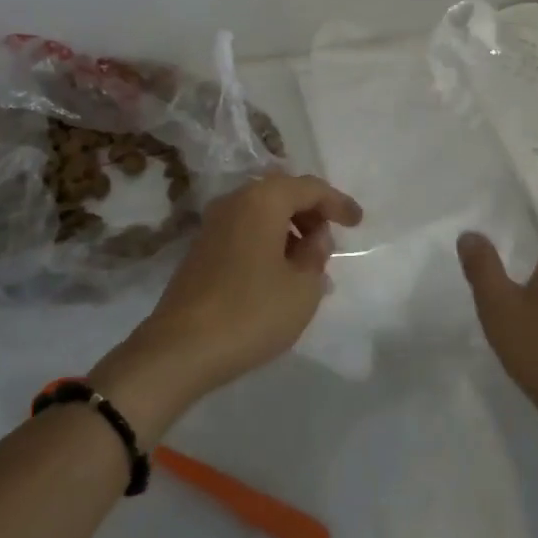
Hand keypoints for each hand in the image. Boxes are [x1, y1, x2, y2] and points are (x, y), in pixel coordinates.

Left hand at [91, 173, 361, 441]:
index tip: (358, 222)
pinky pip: (244, 230)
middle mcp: (235, 201)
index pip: (309, 188)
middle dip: (310, 211)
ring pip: (261, 212)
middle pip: (282, 193)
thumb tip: (313, 237)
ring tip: (308, 261)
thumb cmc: (251, 312)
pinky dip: (267, 241)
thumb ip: (316, 254)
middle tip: (330, 239)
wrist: (180, 349)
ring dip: (288, 228)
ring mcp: (213, 225)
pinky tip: (279, 272)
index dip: (337, 202)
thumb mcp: (302, 288)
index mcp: (263, 200)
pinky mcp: (200, 249)